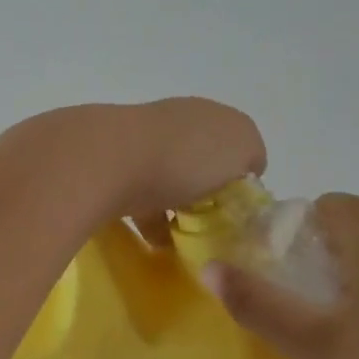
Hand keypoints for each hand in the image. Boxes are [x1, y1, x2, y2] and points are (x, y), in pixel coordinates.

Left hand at [0, 98, 266, 235]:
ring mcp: (137, 142)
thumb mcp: (242, 145)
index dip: (240, 174)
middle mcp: (171, 121)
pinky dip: (148, 220)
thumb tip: (241, 168)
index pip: (232, 141)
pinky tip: (156, 245)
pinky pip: (138, 197)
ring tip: (185, 242)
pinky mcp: (110, 168)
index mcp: (205, 113)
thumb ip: (250, 152)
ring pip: (167, 177)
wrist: (107, 160)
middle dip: (205, 192)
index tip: (239, 208)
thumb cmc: (185, 154)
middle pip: (198, 159)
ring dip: (175, 207)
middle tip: (214, 228)